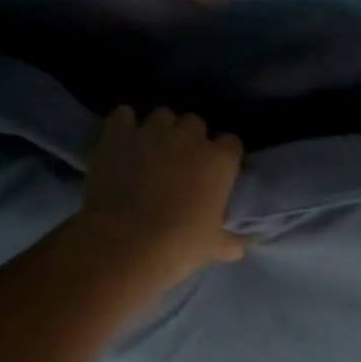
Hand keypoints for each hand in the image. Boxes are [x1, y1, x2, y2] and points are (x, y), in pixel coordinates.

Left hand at [76, 106, 246, 291]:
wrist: (125, 245)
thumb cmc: (178, 246)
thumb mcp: (213, 247)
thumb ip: (231, 241)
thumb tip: (242, 246)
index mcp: (220, 160)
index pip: (231, 142)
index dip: (222, 155)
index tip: (215, 171)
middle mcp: (190, 137)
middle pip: (196, 123)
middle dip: (190, 138)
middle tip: (180, 162)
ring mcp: (153, 131)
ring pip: (162, 115)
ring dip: (160, 129)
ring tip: (150, 149)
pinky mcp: (118, 134)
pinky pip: (123, 114)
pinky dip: (124, 124)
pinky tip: (123, 140)